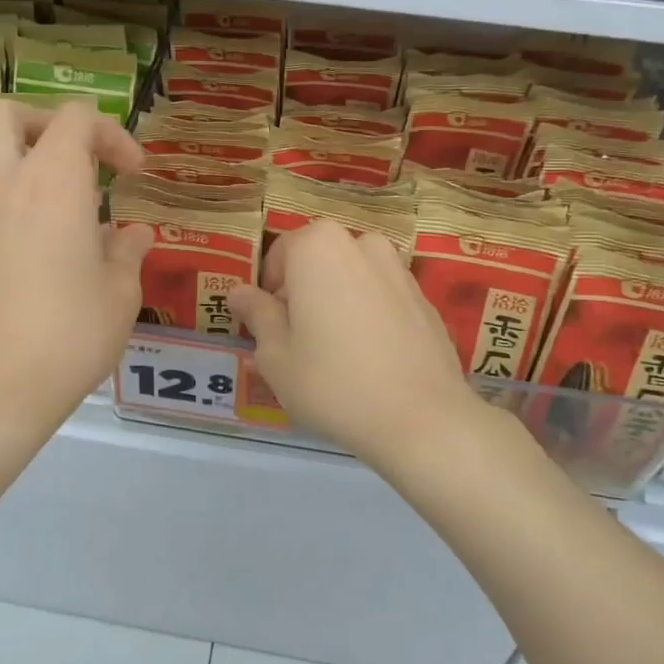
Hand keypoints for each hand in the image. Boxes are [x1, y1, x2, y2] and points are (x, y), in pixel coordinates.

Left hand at [0, 100, 151, 438]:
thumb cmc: (68, 334)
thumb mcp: (120, 293)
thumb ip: (128, 251)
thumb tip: (132, 234)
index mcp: (51, 182)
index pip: (75, 118)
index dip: (112, 134)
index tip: (134, 173)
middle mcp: (7, 185)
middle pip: (9, 114)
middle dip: (50, 123)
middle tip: (85, 160)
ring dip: (35, 163)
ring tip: (80, 210)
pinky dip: (23, 199)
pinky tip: (56, 247)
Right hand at [227, 220, 487, 471]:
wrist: (422, 419)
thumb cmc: (333, 383)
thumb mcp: (276, 355)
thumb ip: (257, 314)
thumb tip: (239, 292)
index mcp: (319, 247)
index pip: (280, 254)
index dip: (269, 289)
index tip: (270, 327)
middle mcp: (362, 244)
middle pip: (318, 260)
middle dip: (303, 291)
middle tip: (299, 341)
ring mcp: (399, 269)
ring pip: (352, 276)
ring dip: (337, 299)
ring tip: (336, 350)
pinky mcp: (425, 298)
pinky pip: (382, 297)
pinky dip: (370, 315)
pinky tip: (371, 358)